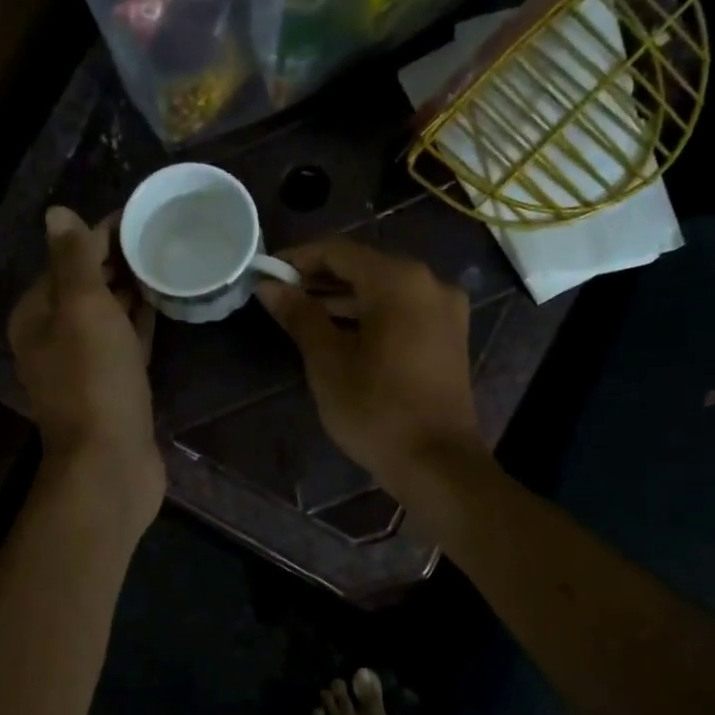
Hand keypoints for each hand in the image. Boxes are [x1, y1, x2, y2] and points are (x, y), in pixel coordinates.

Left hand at [9, 206, 164, 534]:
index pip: (68, 259)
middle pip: (88, 285)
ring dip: (133, 288)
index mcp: (37, 314)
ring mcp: (86, 364)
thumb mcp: (82, 309)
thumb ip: (74, 260)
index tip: (144, 214)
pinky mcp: (115, 385)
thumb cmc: (95, 380)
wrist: (109, 463)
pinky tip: (165, 302)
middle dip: (121, 259)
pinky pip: (127, 341)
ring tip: (172, 259)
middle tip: (166, 234)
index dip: (103, 234)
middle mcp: (55, 336)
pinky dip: (141, 320)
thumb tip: (57, 213)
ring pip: (109, 314)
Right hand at [256, 237, 485, 491]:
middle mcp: (428, 283)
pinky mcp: (448, 336)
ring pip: (384, 290)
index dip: (298, 259)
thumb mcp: (328, 361)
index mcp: (399, 281)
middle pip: (364, 267)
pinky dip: (369, 315)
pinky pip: (402, 310)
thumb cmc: (375, 410)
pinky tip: (339, 333)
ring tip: (301, 315)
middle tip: (280, 296)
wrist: (436, 463)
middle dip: (320, 279)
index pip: (338, 251)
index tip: (266, 273)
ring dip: (343, 299)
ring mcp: (444, 310)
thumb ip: (299, 315)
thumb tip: (269, 286)